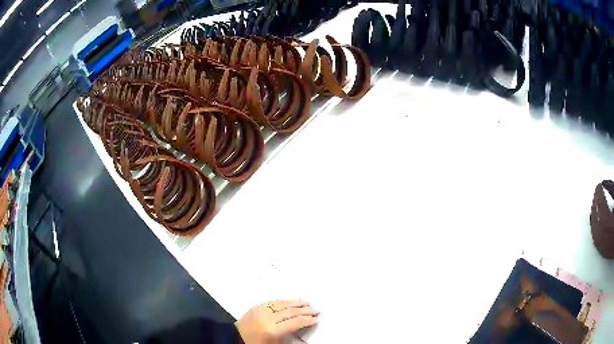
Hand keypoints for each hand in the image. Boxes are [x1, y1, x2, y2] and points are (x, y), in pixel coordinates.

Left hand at [235, 299, 319, 343]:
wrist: (236, 337)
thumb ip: (290, 336)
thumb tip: (303, 328)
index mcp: (273, 330)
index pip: (295, 322)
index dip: (308, 320)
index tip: (317, 319)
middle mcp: (268, 318)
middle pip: (291, 311)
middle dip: (305, 310)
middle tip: (317, 309)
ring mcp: (262, 310)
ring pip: (283, 304)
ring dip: (297, 302)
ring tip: (308, 302)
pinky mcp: (257, 306)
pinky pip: (273, 301)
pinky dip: (285, 300)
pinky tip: (292, 300)